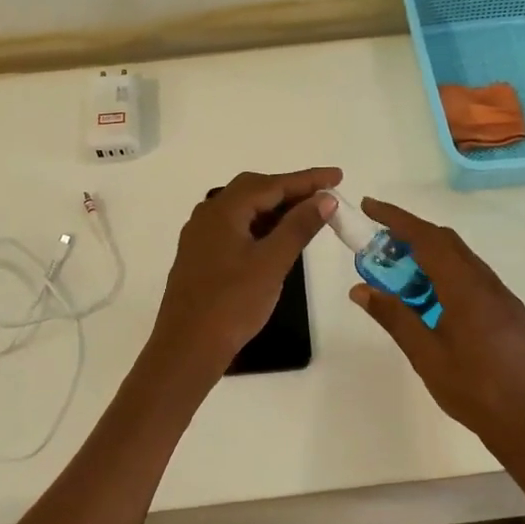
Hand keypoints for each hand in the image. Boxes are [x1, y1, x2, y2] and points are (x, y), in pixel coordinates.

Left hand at [148, 167, 341, 376]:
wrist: (187, 348)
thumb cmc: (232, 303)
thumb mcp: (272, 263)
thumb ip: (299, 226)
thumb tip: (324, 197)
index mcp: (223, 210)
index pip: (272, 184)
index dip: (307, 179)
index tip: (337, 176)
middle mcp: (208, 215)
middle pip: (254, 190)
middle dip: (290, 190)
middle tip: (324, 195)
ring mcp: (201, 236)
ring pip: (243, 210)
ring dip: (275, 208)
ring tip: (308, 214)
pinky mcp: (201, 256)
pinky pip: (235, 228)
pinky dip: (260, 226)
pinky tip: (277, 238)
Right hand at [348, 197, 524, 441]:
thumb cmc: (473, 391)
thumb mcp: (425, 355)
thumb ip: (394, 317)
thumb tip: (361, 289)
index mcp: (466, 290)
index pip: (428, 239)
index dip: (397, 219)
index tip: (371, 207)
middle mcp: (489, 285)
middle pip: (448, 243)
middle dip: (412, 234)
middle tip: (380, 244)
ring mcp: (505, 299)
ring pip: (464, 261)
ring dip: (432, 256)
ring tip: (402, 276)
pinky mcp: (513, 315)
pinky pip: (477, 280)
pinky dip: (450, 276)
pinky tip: (436, 303)